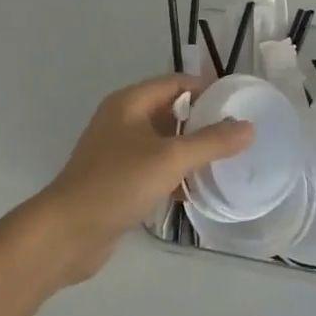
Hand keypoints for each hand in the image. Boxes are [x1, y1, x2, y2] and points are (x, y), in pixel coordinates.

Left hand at [31, 74, 251, 285]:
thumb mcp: (170, 159)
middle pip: (169, 111)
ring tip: (223, 162)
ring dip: (189, 150)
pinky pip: (153, 167)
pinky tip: (195, 191)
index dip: (206, 88)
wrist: (67, 233)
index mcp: (130, 102)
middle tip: (236, 134)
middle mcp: (122, 120)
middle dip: (201, 121)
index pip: (175, 83)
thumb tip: (248, 127)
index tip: (237, 102)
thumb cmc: (117, 184)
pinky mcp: (117, 180)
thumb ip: (211, 142)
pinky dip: (174, 174)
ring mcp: (117, 151)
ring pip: (162, 142)